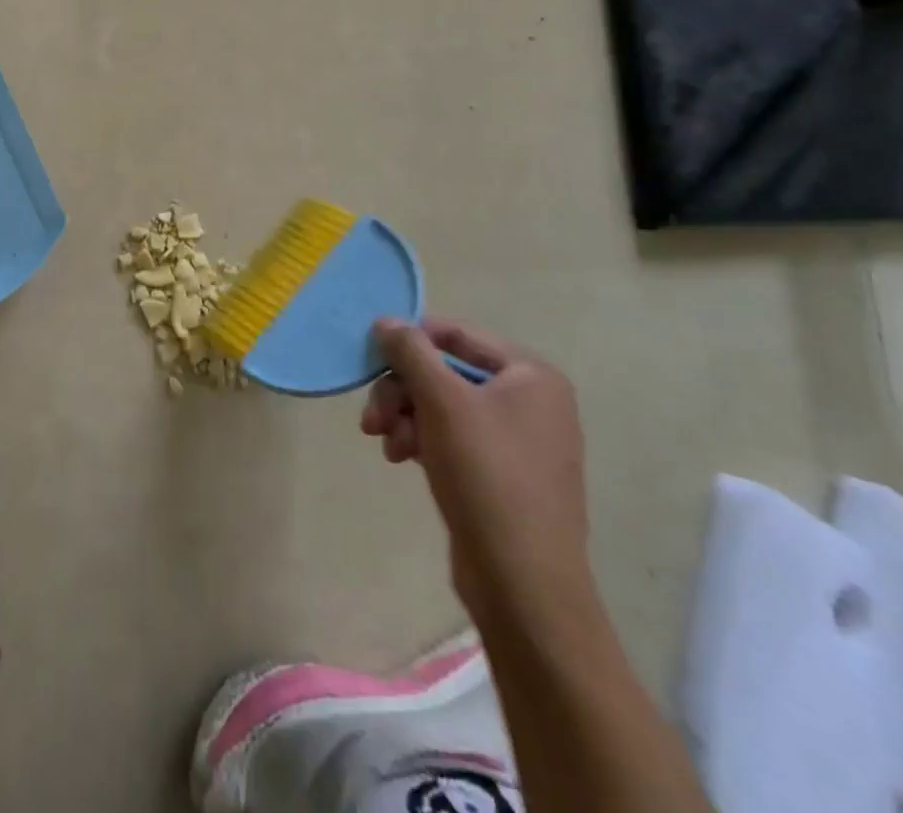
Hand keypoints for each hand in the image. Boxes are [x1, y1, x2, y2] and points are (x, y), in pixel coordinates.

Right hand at [362, 318, 593, 632]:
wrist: (523, 583)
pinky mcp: (502, 474)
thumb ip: (411, 352)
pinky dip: (422, 440)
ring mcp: (519, 440)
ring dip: (405, 417)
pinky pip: (452, 437)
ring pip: (442, 406)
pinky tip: (402, 459)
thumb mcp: (441, 401)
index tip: (371, 358)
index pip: (457, 334)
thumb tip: (386, 320)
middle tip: (372, 417)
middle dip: (402, 391)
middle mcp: (531, 401)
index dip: (410, 340)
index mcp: (531, 375)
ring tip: (387, 445)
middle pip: (445, 373)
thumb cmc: (487, 475)